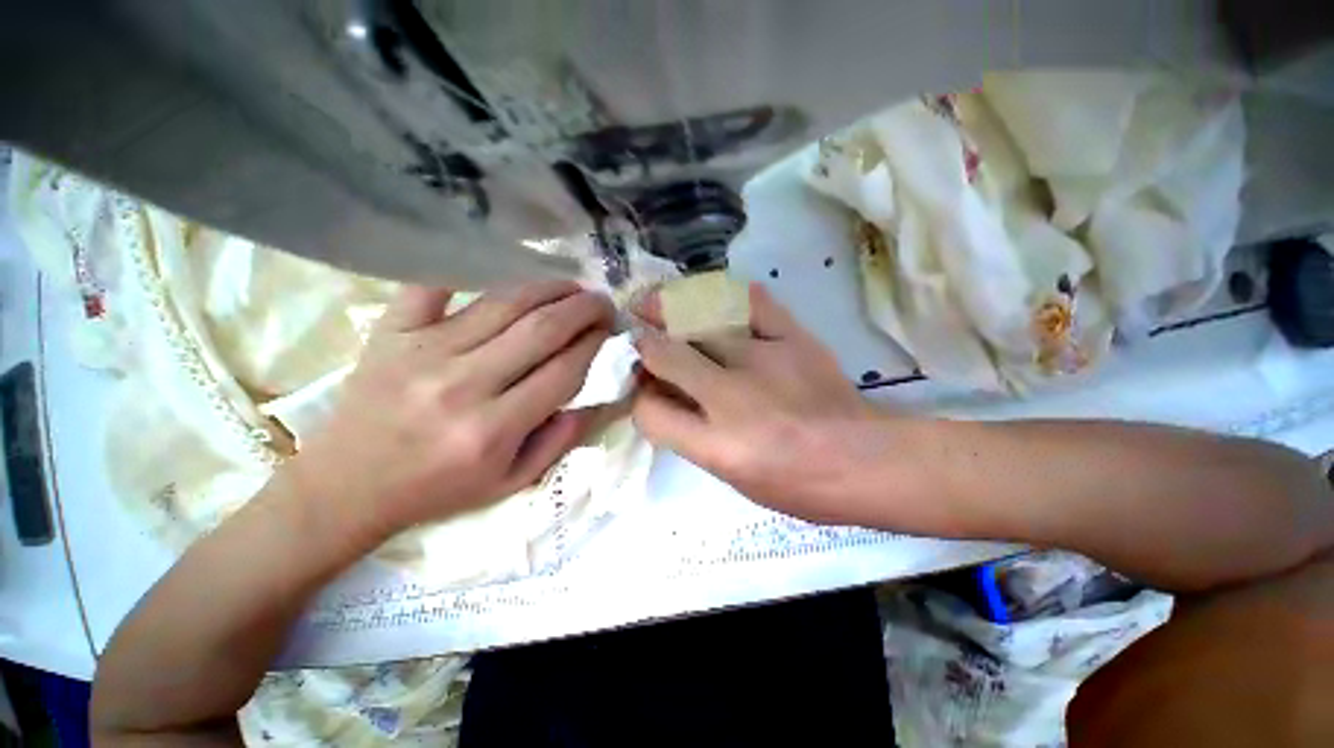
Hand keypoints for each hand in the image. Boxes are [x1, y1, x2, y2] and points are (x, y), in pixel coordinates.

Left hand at [287, 281, 613, 540]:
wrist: (347, 487)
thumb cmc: (438, 489)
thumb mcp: (512, 481)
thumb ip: (561, 441)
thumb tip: (597, 399)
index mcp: (493, 429)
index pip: (564, 370)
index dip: (594, 344)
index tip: (609, 331)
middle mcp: (462, 385)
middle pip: (541, 329)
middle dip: (583, 308)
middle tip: (602, 301)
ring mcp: (423, 352)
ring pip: (502, 302)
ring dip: (548, 288)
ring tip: (571, 286)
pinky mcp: (390, 333)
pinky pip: (432, 286)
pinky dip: (467, 269)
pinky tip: (500, 271)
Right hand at [633, 283, 910, 524]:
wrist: (865, 461)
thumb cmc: (796, 483)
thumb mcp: (732, 476)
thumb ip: (690, 437)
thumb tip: (662, 399)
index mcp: (718, 444)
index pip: (650, 412)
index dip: (639, 398)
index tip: (643, 387)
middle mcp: (732, 397)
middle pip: (666, 355)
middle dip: (644, 345)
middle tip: (639, 336)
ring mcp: (764, 361)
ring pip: (699, 321)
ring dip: (670, 311)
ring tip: (656, 305)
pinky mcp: (794, 339)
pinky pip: (753, 303)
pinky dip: (729, 296)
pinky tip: (714, 298)